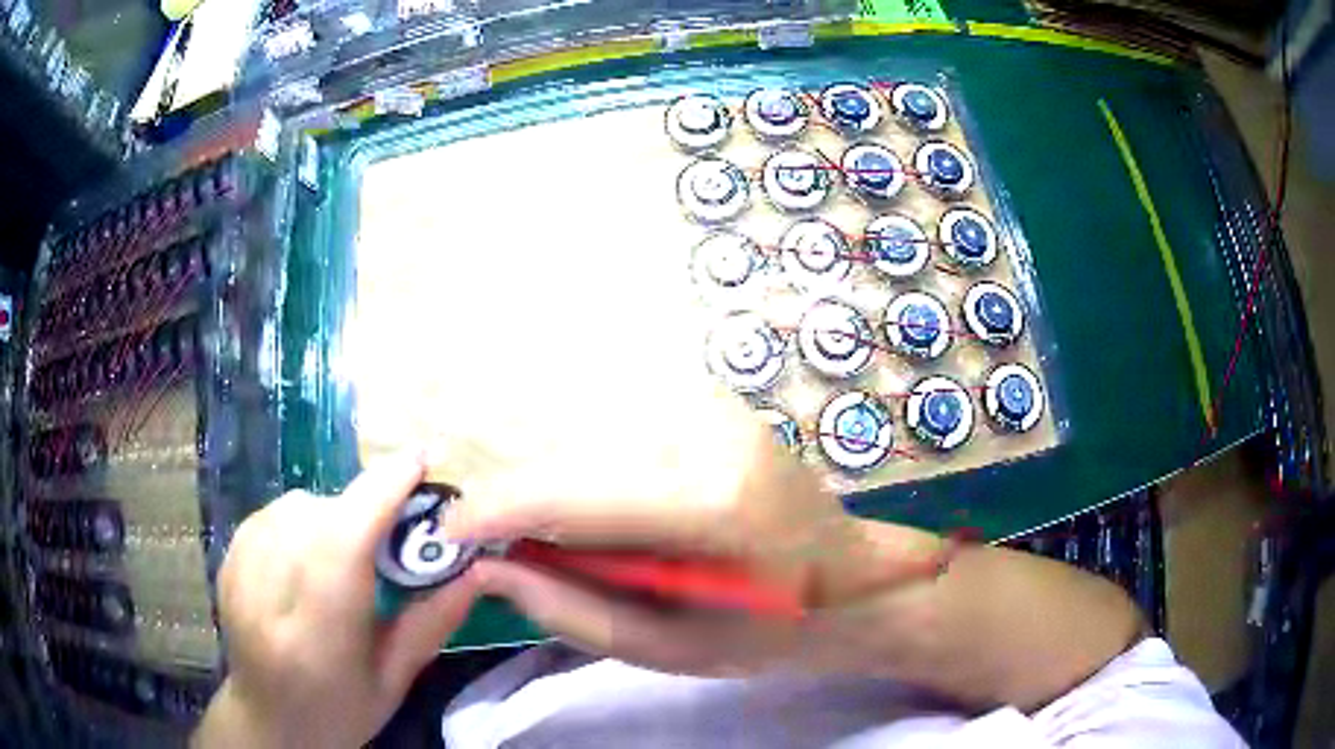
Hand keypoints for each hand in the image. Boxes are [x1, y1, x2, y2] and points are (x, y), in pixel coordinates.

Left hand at [193, 453, 482, 747]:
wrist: (270, 719)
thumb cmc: (340, 710)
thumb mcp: (396, 679)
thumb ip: (432, 621)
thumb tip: (478, 566)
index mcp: (319, 636)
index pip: (344, 542)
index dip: (381, 492)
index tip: (419, 461)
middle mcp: (270, 594)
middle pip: (321, 514)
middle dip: (364, 508)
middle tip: (390, 536)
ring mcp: (240, 571)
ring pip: (296, 506)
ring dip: (331, 514)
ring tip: (345, 555)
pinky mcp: (227, 558)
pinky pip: (273, 513)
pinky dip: (301, 520)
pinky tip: (308, 556)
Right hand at [441, 396, 948, 677]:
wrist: (855, 579)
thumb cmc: (771, 630)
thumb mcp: (669, 648)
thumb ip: (571, 609)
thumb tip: (488, 567)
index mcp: (712, 503)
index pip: (570, 493)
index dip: (497, 510)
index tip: (451, 533)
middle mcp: (709, 433)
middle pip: (570, 458)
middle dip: (520, 502)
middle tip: (500, 548)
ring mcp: (712, 407)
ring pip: (585, 439)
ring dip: (553, 487)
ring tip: (563, 541)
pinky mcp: (709, 402)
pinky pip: (615, 433)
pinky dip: (588, 471)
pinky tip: (604, 513)